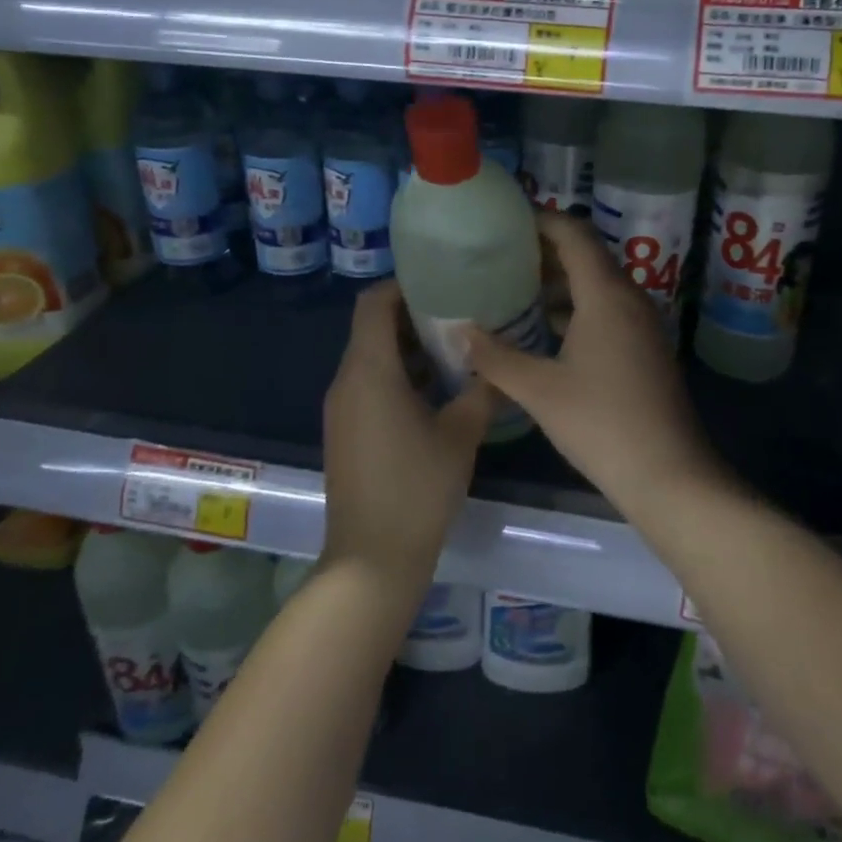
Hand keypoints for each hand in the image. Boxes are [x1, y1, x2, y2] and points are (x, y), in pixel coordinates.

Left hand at [321, 282, 493, 584]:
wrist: (372, 559)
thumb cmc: (417, 489)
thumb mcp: (461, 434)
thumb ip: (482, 391)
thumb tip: (499, 364)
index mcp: (369, 371)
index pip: (374, 304)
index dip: (404, 285)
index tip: (443, 281)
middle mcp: (346, 382)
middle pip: (372, 328)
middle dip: (414, 315)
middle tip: (462, 312)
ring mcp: (342, 410)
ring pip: (372, 358)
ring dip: (409, 348)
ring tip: (456, 347)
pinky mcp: (346, 432)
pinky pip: (369, 386)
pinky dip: (399, 375)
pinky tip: (438, 390)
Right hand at [466, 213, 718, 504]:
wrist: (668, 473)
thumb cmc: (601, 424)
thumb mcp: (539, 390)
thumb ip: (495, 357)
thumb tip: (459, 331)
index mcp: (606, 295)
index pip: (573, 235)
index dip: (540, 220)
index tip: (505, 220)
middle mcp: (629, 299)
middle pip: (587, 256)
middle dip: (544, 251)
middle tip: (499, 255)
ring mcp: (642, 324)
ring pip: (597, 286)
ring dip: (559, 283)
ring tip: (514, 289)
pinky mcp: (645, 348)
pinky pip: (607, 310)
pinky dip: (576, 309)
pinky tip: (544, 331)